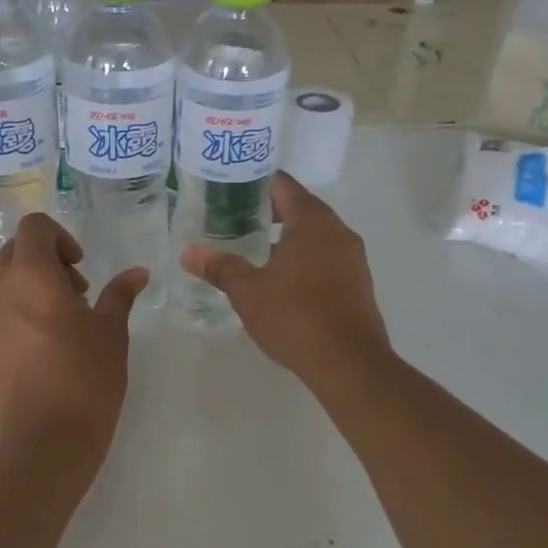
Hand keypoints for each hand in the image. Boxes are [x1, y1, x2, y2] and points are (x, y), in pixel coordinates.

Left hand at [0, 215, 147, 465]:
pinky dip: (13, 322)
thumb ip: (120, 295)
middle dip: (45, 264)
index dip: (59, 238)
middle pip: (14, 254)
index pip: (33, 227)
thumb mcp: (112, 334)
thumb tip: (137, 273)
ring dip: (28, 293)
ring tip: (57, 330)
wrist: (43, 446)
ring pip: (1, 289)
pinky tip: (37, 357)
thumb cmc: (86, 379)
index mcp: (30, 276)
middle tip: (75, 296)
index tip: (80, 268)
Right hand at [180, 172, 391, 387]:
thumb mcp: (248, 292)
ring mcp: (352, 258)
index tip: (229, 189)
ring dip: (286, 237)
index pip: (283, 185)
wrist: (349, 364)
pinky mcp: (357, 283)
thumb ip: (221, 267)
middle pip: (300, 208)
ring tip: (251, 249)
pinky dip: (303, 258)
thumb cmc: (295, 317)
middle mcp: (338, 231)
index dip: (255, 183)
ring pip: (314, 235)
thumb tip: (189, 254)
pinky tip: (280, 279)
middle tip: (232, 220)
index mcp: (312, 221)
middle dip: (267, 212)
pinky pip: (326, 257)